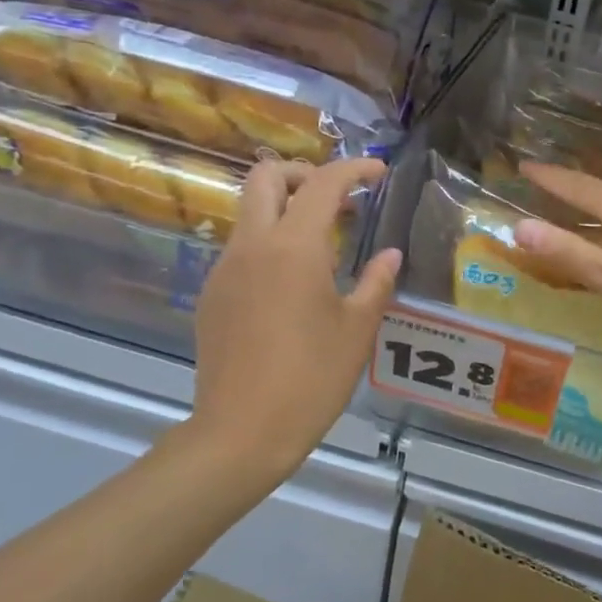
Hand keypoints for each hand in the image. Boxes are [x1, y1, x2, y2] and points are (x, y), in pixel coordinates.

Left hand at [186, 158, 399, 484]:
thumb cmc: (311, 379)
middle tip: (337, 198)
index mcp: (294, 249)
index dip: (354, 169)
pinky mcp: (212, 295)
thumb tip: (388, 255)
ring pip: (249, 213)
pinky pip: (241, 249)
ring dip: (284, 209)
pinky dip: (269, 245)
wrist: (242, 431)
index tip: (378, 171)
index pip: (323, 185)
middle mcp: (252, 246)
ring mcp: (225, 270)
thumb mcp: (357, 330)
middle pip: (265, 178)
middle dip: (303, 174)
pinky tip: (292, 286)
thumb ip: (375, 282)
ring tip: (322, 244)